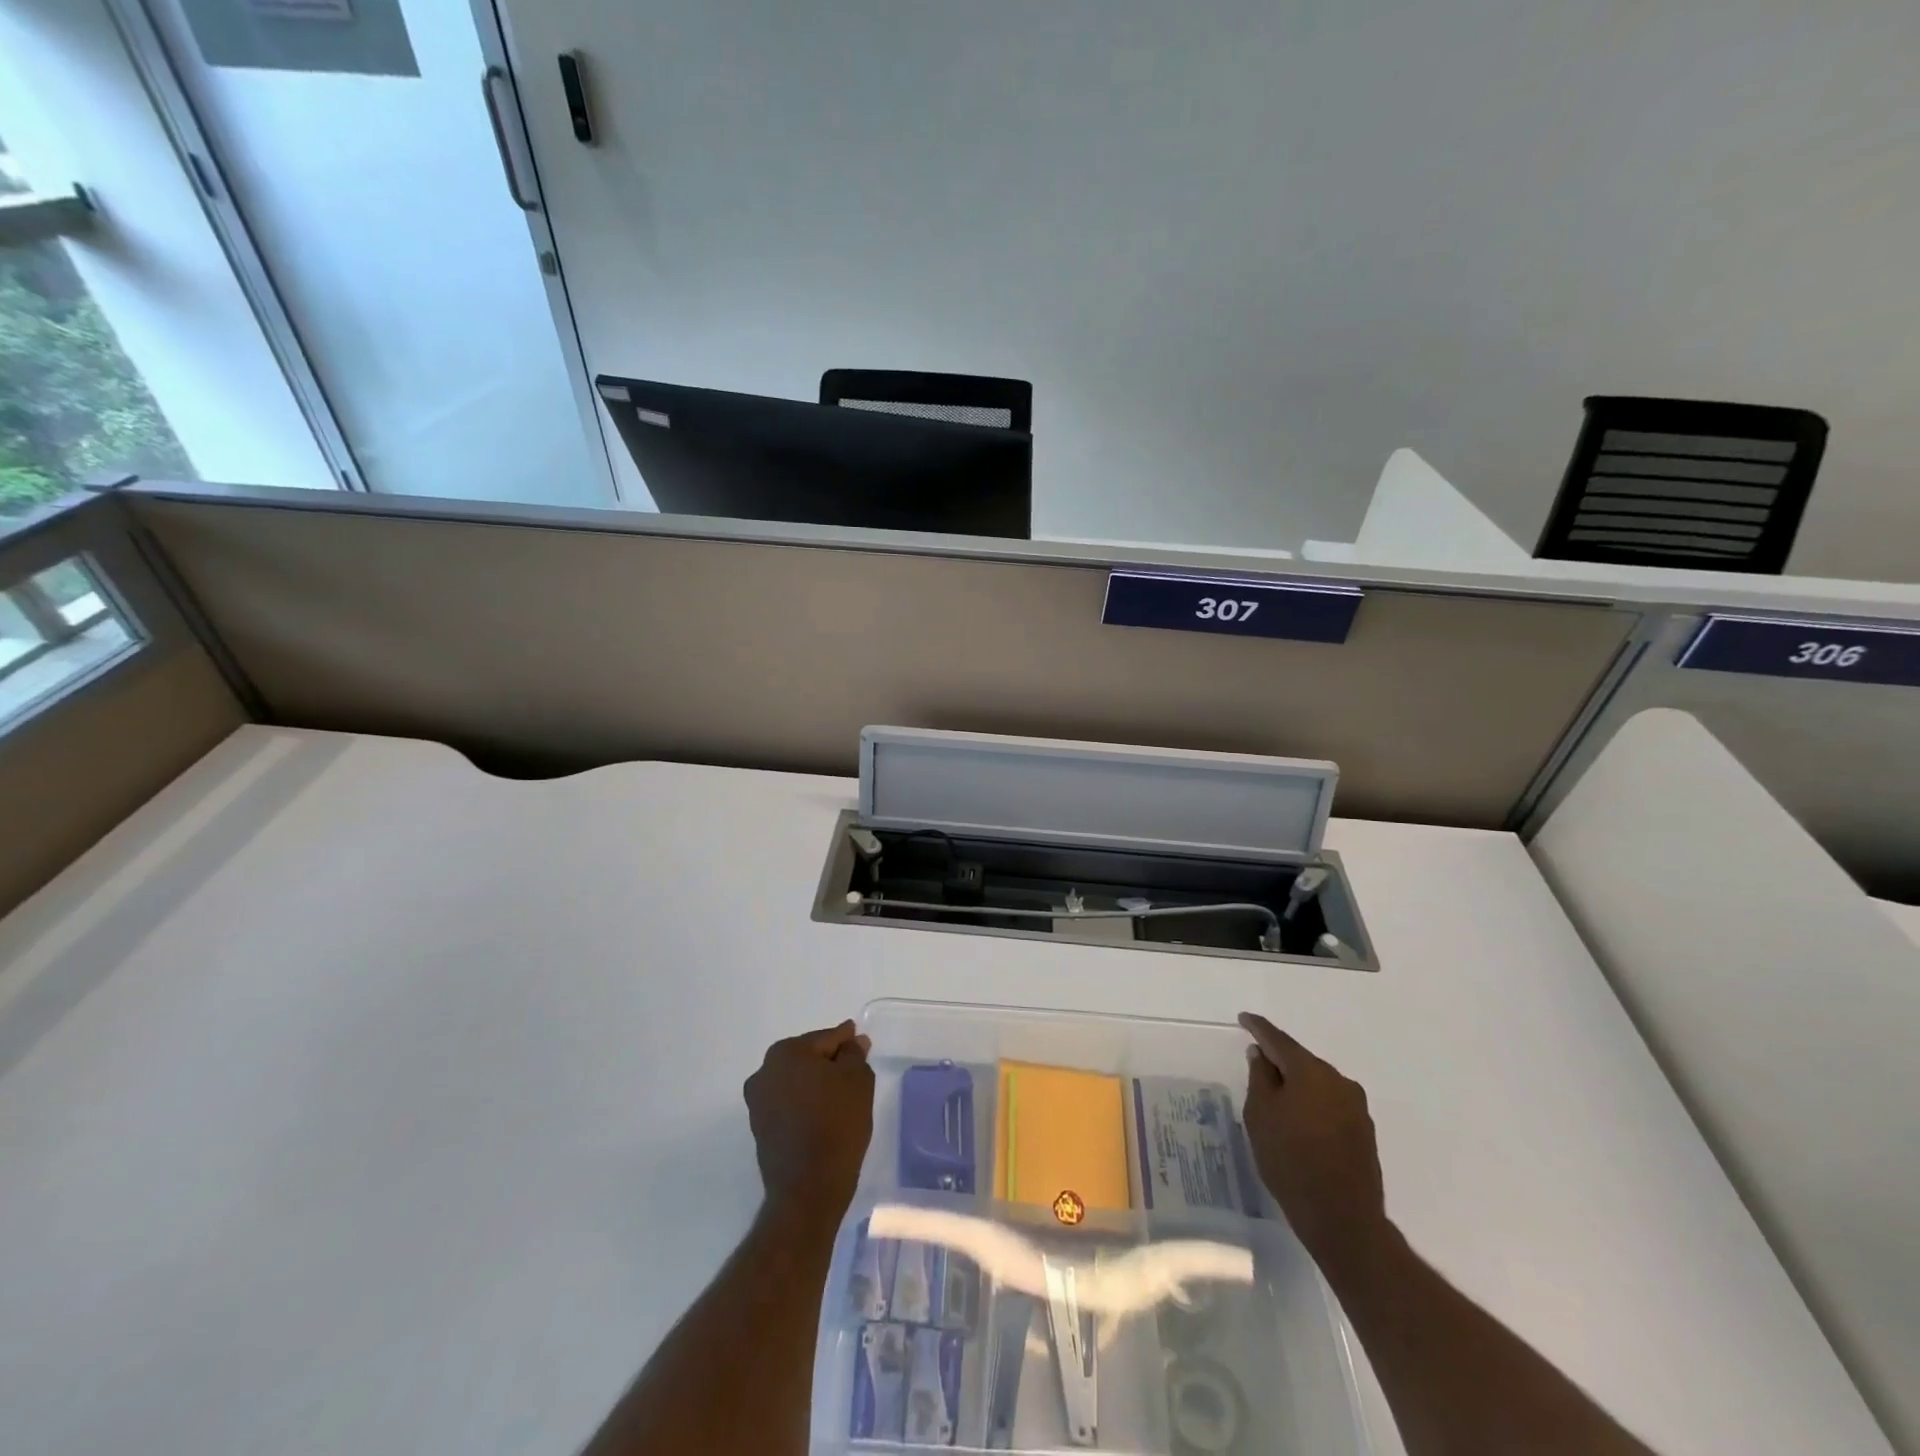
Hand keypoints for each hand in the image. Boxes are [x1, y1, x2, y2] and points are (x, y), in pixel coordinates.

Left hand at [743, 1021, 874, 1220]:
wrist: (808, 1189)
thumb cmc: (836, 1125)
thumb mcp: (857, 1081)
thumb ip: (855, 1054)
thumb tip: (853, 1042)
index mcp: (786, 1052)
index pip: (826, 1039)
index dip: (847, 1041)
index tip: (861, 1043)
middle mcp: (764, 1071)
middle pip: (807, 1057)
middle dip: (830, 1061)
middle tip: (855, 1071)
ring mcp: (757, 1102)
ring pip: (796, 1081)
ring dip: (816, 1083)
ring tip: (842, 1096)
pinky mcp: (759, 1128)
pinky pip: (788, 1103)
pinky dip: (805, 1103)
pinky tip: (824, 1114)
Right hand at [1239, 1012, 1388, 1271]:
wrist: (1343, 1220)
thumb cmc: (1291, 1160)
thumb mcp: (1260, 1115)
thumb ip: (1260, 1078)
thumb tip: (1262, 1055)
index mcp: (1311, 1071)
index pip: (1279, 1040)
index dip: (1258, 1028)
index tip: (1244, 1019)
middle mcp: (1339, 1081)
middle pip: (1301, 1061)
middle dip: (1279, 1060)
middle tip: (1257, 1063)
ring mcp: (1356, 1107)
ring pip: (1317, 1084)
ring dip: (1297, 1085)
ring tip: (1276, 1097)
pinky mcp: (1364, 1132)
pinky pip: (1330, 1104)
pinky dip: (1311, 1104)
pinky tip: (1299, 1120)